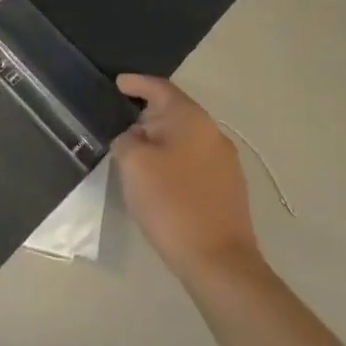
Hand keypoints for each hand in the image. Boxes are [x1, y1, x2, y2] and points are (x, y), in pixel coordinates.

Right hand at [112, 75, 259, 282]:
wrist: (219, 262)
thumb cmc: (172, 204)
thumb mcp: (134, 164)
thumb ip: (126, 140)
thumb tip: (133, 138)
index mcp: (192, 119)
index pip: (160, 87)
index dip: (136, 83)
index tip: (117, 84)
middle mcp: (213, 132)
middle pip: (174, 111)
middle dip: (146, 115)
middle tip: (119, 124)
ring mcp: (225, 162)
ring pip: (184, 138)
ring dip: (160, 141)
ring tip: (135, 153)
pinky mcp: (228, 188)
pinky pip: (194, 160)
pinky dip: (173, 160)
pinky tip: (159, 179)